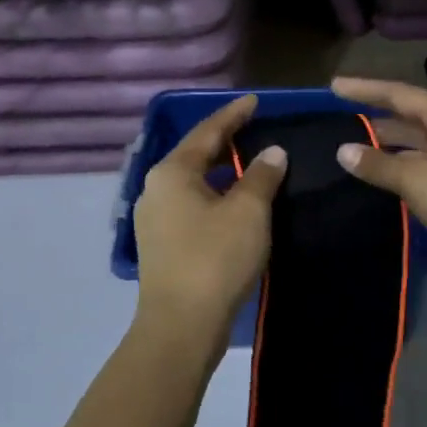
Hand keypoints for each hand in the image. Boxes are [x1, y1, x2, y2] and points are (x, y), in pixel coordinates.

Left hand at [133, 94, 287, 350]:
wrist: (181, 326)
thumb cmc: (216, 259)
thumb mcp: (248, 212)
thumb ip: (261, 176)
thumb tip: (272, 152)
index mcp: (172, 172)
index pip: (207, 132)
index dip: (233, 115)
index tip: (255, 100)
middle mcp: (155, 189)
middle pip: (194, 155)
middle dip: (223, 142)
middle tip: (253, 129)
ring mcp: (154, 219)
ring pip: (191, 183)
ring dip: (219, 172)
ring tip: (247, 164)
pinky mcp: (161, 244)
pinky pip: (190, 205)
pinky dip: (213, 196)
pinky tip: (232, 203)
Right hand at [330, 77, 426, 291]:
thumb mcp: (417, 179)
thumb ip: (377, 165)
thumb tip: (342, 150)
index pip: (399, 94)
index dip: (365, 89)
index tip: (333, 87)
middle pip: (410, 118)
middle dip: (375, 119)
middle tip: (338, 121)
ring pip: (418, 147)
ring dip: (388, 149)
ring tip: (352, 151)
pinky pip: (426, 171)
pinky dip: (403, 172)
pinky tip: (382, 182)